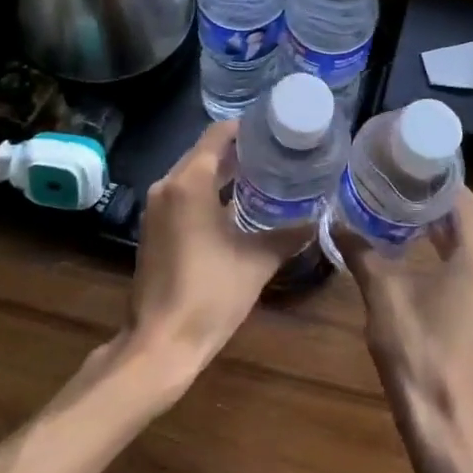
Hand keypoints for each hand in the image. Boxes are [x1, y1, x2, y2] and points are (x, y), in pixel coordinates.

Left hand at [119, 120, 306, 388]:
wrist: (160, 344)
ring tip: (261, 174)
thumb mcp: (256, 262)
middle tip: (275, 152)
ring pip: (192, 173)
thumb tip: (319, 219)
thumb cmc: (210, 295)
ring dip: (221, 171)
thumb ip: (288, 235)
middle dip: (237, 150)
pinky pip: (182, 194)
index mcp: (190, 183)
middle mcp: (168, 185)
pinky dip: (206, 191)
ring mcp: (156, 207)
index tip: (274, 130)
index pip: (217, 135)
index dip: (246, 128)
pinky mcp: (153, 227)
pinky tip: (234, 204)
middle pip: (203, 152)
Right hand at [343, 187, 472, 450]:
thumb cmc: (416, 351)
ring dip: (435, 228)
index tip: (407, 162)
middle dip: (431, 201)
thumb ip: (362, 252)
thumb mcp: (383, 295)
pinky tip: (409, 250)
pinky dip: (441, 252)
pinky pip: (465, 268)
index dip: (437, 179)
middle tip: (394, 182)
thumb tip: (337, 221)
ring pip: (465, 245)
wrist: (443, 424)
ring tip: (396, 208)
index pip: (462, 201)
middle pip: (465, 221)